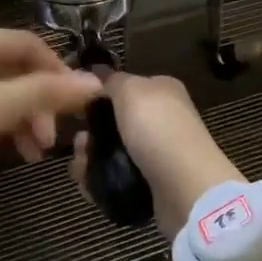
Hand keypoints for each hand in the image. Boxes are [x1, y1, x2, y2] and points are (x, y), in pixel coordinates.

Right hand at [69, 72, 242, 233]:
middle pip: (114, 124)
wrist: (184, 187)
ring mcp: (156, 155)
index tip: (77, 107)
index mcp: (162, 93)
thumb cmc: (157, 129)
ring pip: (110, 154)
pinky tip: (87, 184)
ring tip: (81, 166)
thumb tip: (99, 73)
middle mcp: (161, 121)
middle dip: (90, 134)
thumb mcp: (131, 90)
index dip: (100, 96)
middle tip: (80, 143)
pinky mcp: (150, 185)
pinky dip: (98, 182)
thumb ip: (113, 80)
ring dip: (89, 159)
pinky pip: (115, 179)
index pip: (125, 88)